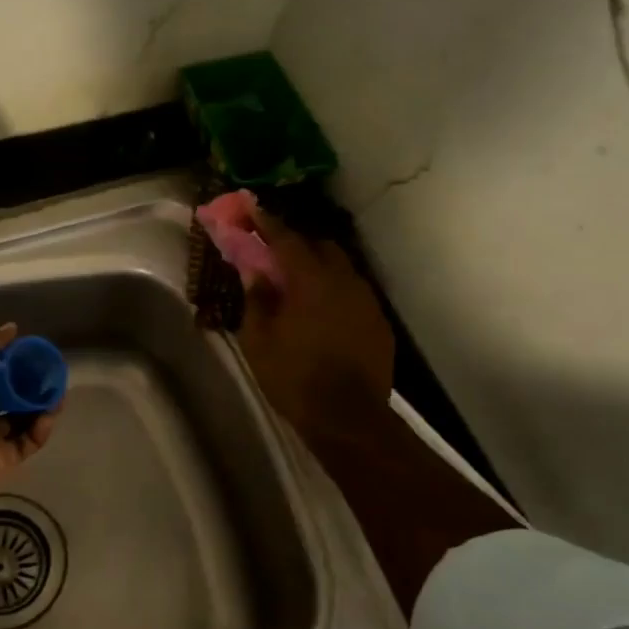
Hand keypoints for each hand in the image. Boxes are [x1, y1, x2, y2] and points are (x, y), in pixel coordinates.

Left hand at [0, 323, 58, 514]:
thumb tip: (11, 328)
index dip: (10, 359)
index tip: (33, 351)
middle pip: (7, 394)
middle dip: (30, 384)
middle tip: (52, 375)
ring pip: (20, 419)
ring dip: (40, 406)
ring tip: (58, 395)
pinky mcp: (1, 461)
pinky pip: (26, 442)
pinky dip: (40, 430)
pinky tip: (48, 416)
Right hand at [236, 210, 393, 439]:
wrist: (349, 419)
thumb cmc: (295, 378)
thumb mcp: (259, 340)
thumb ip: (257, 299)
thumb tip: (254, 272)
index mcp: (311, 280)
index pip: (286, 239)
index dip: (266, 223)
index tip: (251, 209)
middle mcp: (344, 280)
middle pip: (320, 246)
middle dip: (296, 244)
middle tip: (273, 254)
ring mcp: (366, 300)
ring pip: (340, 269)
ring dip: (317, 268)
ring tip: (296, 285)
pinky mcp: (378, 322)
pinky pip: (352, 293)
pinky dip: (333, 291)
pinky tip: (320, 312)